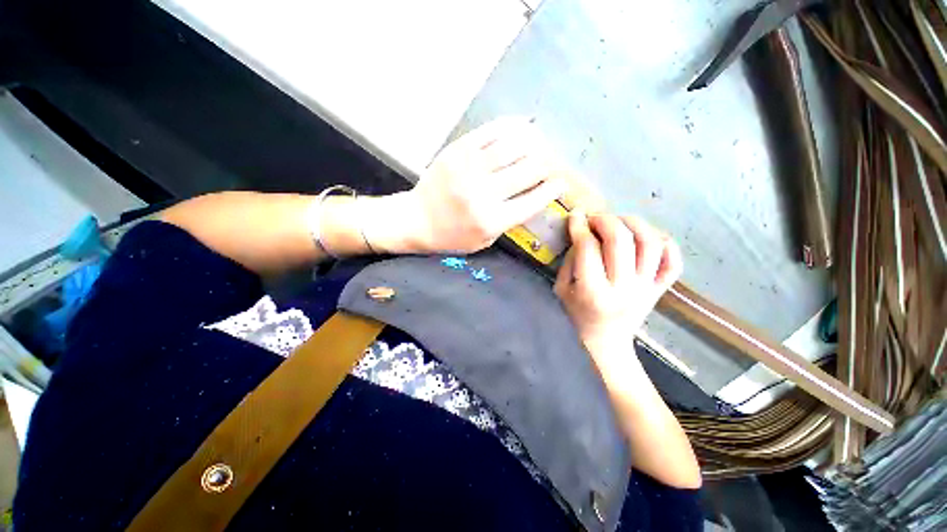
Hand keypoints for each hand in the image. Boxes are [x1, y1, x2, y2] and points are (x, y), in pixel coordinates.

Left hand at [401, 118, 566, 253]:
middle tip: (550, 164)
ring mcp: (469, 168)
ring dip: (534, 144)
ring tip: (540, 144)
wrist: (417, 220)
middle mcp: (483, 193)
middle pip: (528, 171)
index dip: (552, 189)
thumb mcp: (484, 241)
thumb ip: (509, 221)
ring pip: (514, 146)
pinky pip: (491, 132)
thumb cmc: (452, 236)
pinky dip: (512, 126)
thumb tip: (534, 195)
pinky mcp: (457, 151)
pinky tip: (523, 125)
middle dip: (546, 166)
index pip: (533, 201)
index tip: (561, 183)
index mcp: (492, 220)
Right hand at [554, 213, 682, 355]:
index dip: (579, 226)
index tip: (575, 215)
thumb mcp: (561, 290)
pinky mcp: (660, 289)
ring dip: (633, 223)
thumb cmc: (577, 316)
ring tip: (619, 221)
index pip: (588, 248)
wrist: (607, 342)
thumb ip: (569, 261)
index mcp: (593, 292)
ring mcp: (646, 288)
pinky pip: (673, 261)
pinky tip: (648, 237)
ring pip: (650, 243)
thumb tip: (581, 235)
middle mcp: (623, 288)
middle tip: (594, 217)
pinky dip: (665, 243)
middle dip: (604, 220)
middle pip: (620, 240)